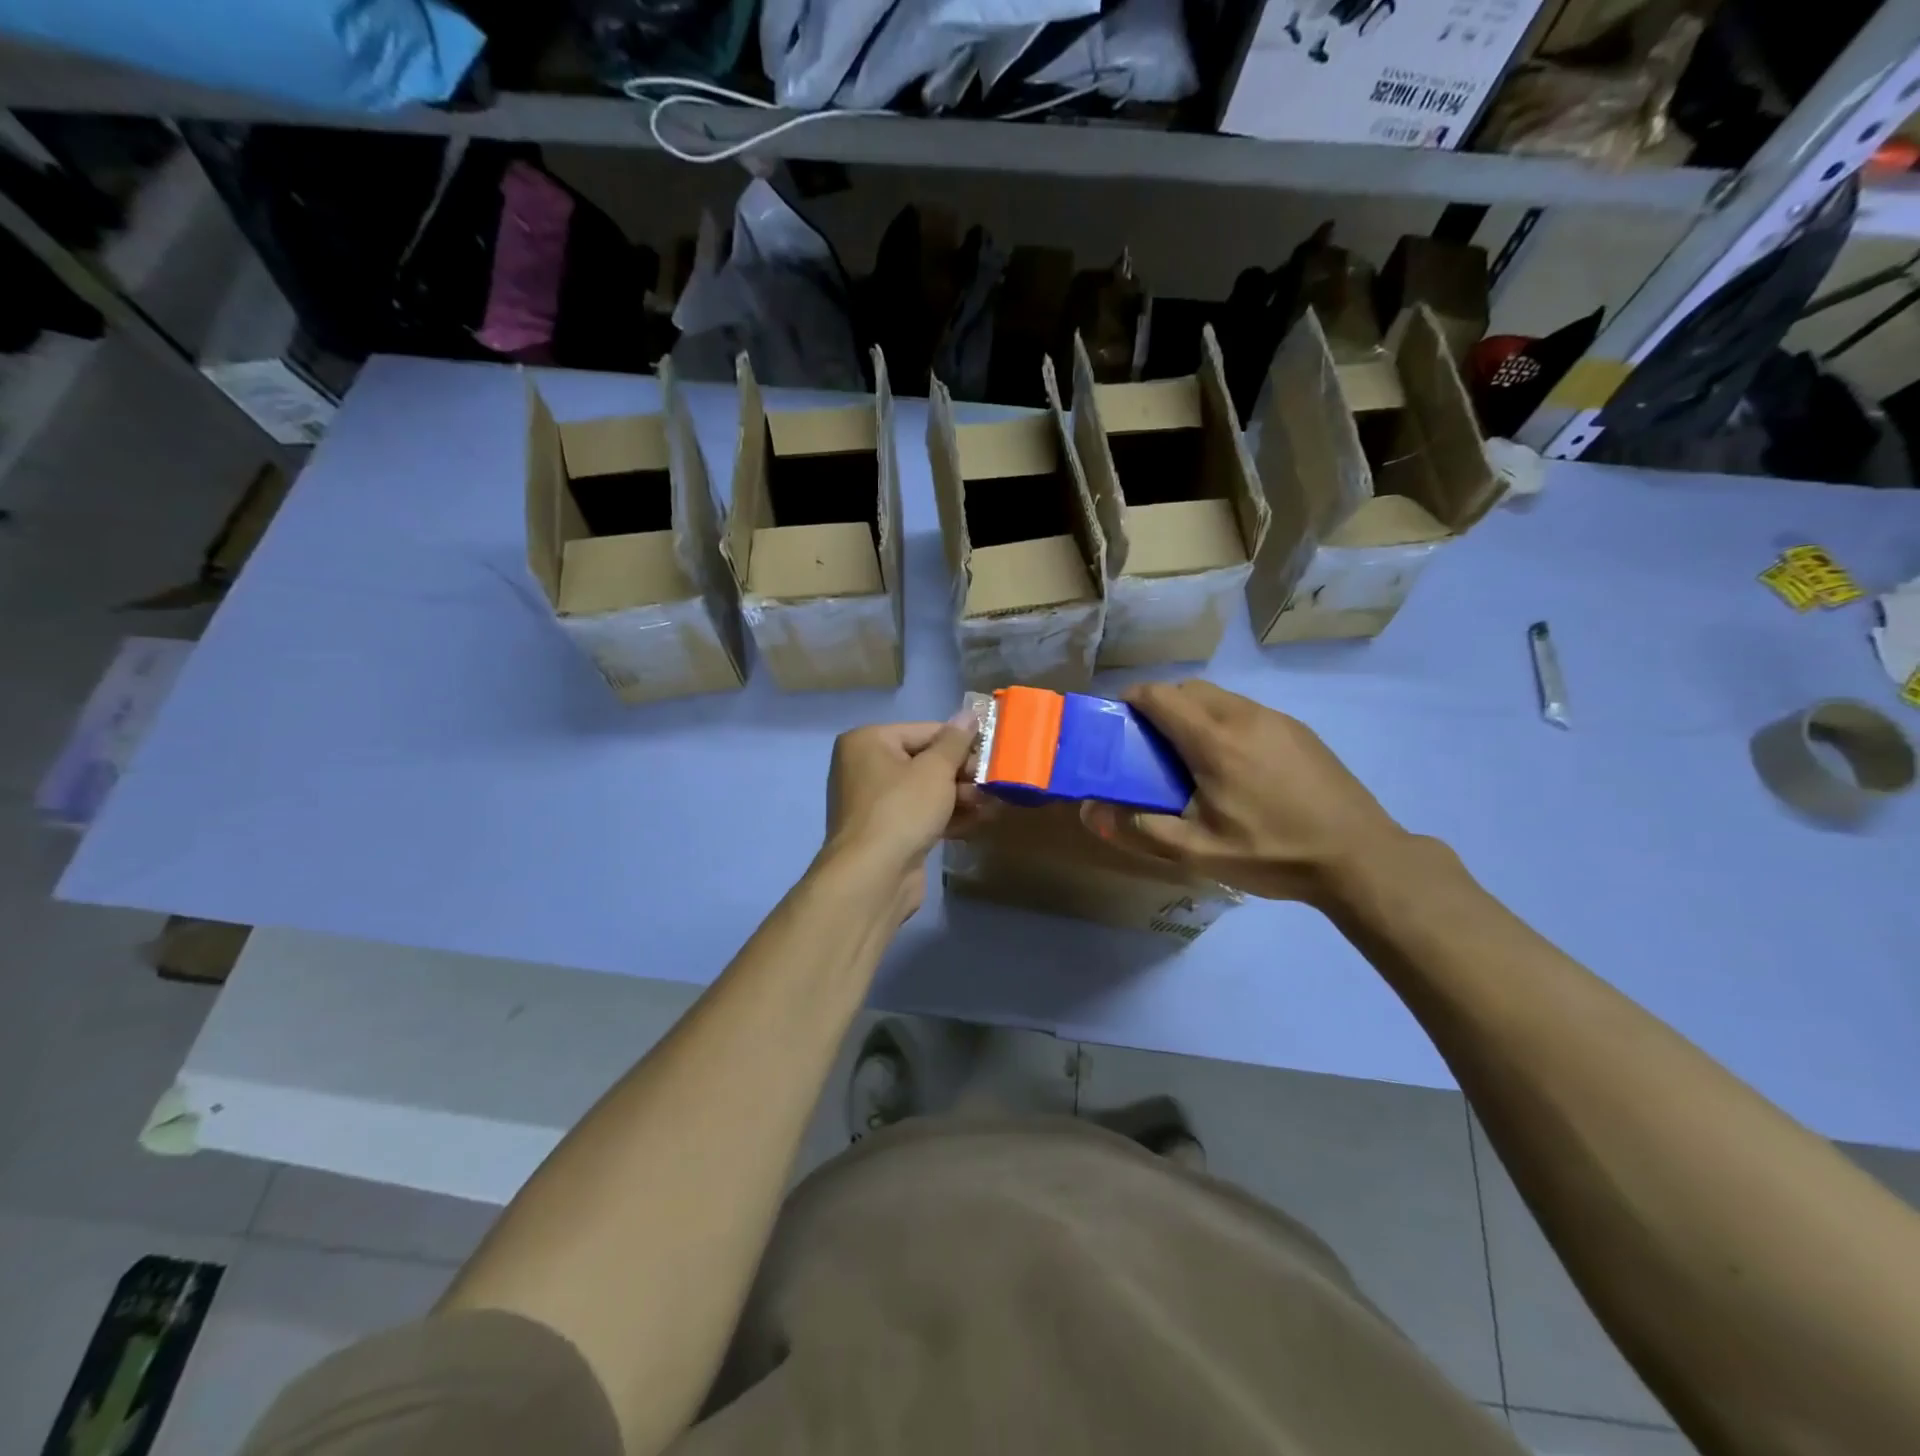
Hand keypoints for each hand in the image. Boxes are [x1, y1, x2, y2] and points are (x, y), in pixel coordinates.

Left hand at [822, 709, 988, 916]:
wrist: (873, 877)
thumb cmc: (902, 810)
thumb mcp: (936, 770)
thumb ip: (956, 741)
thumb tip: (969, 713)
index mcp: (868, 741)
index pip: (926, 730)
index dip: (962, 742)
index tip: (994, 753)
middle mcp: (865, 766)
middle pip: (926, 760)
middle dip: (962, 773)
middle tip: (994, 782)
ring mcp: (874, 802)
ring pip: (926, 790)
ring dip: (960, 796)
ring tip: (993, 804)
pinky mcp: (887, 831)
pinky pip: (921, 814)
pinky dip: (947, 816)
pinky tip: (977, 822)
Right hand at [1082, 680, 1405, 904]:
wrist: (1360, 857)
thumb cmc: (1272, 852)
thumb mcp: (1198, 851)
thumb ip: (1140, 828)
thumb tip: (1089, 812)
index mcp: (1214, 739)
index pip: (1160, 695)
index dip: (1131, 700)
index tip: (1117, 722)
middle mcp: (1243, 716)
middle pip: (1189, 689)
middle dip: (1161, 705)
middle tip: (1150, 745)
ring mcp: (1277, 719)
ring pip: (1220, 698)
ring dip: (1194, 713)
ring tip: (1191, 757)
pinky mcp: (1299, 731)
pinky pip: (1247, 711)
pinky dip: (1224, 722)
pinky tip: (1235, 766)